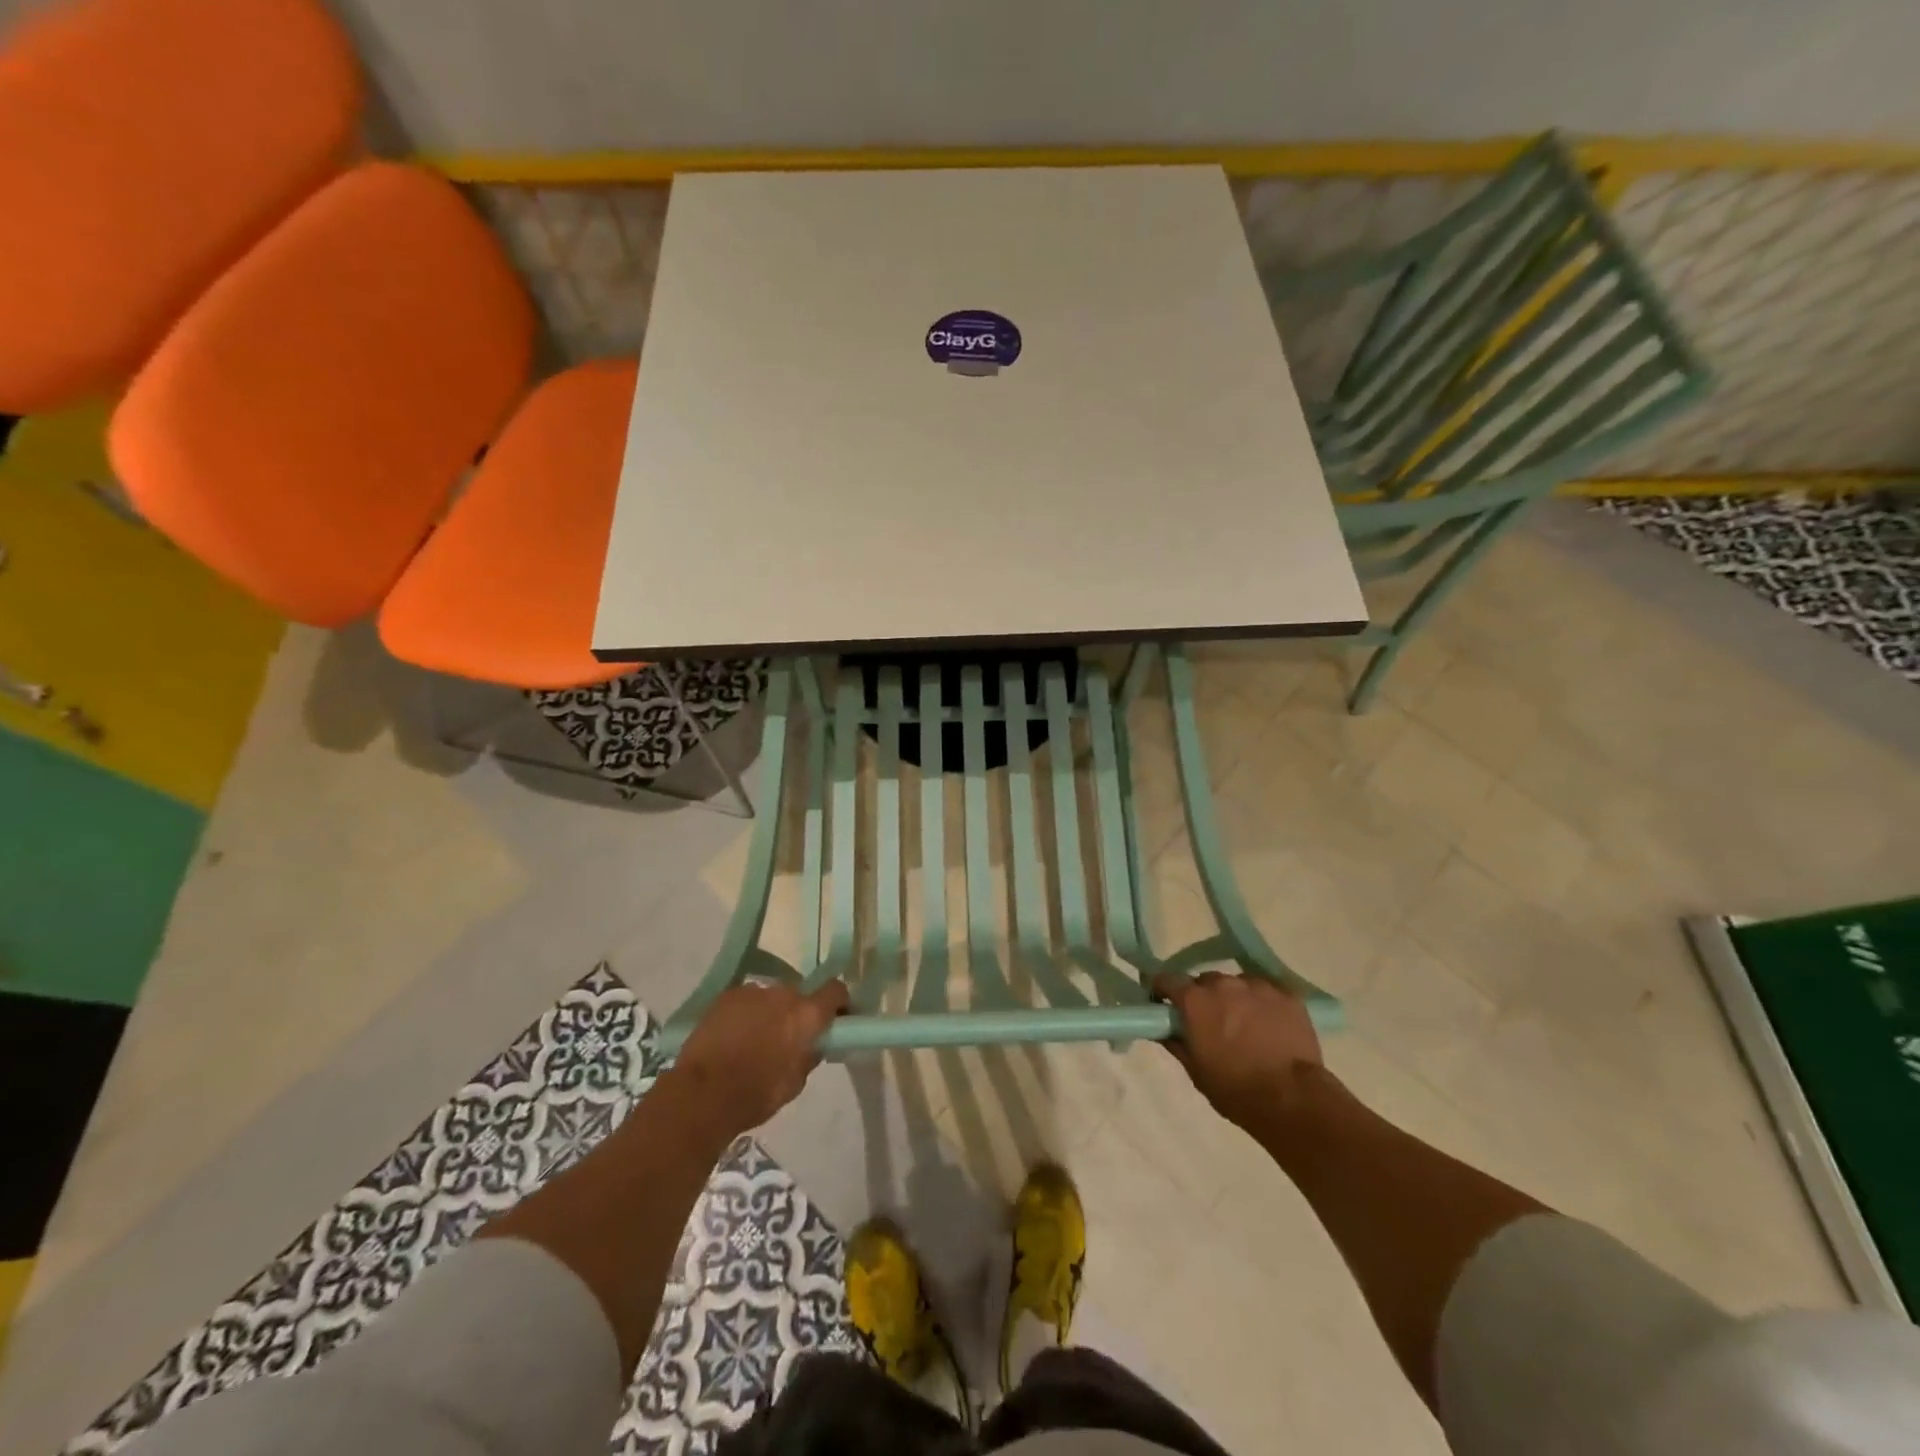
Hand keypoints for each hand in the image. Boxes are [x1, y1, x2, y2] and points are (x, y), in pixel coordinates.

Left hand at [671, 980, 848, 1137]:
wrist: (702, 1094)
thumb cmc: (756, 1094)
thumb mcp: (796, 1082)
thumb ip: (810, 1055)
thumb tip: (814, 1043)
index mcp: (807, 1014)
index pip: (835, 990)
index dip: (838, 1002)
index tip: (835, 1017)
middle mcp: (784, 994)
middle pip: (799, 995)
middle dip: (797, 1012)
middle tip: (788, 1037)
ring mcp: (753, 991)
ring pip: (770, 997)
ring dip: (770, 1012)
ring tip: (755, 1039)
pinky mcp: (726, 996)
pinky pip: (746, 1000)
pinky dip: (746, 1014)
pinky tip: (733, 1036)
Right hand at [1152, 971, 1323, 1130]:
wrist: (1292, 1098)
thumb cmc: (1235, 1088)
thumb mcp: (1195, 1070)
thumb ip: (1175, 1042)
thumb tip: (1162, 1029)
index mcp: (1195, 1000)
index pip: (1167, 979)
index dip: (1164, 991)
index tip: (1165, 1004)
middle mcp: (1223, 984)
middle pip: (1205, 981)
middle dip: (1203, 997)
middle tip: (1211, 1022)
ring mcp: (1257, 986)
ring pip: (1237, 984)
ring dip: (1234, 998)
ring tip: (1246, 1024)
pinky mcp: (1287, 994)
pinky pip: (1266, 991)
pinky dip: (1262, 1003)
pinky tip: (1270, 1025)